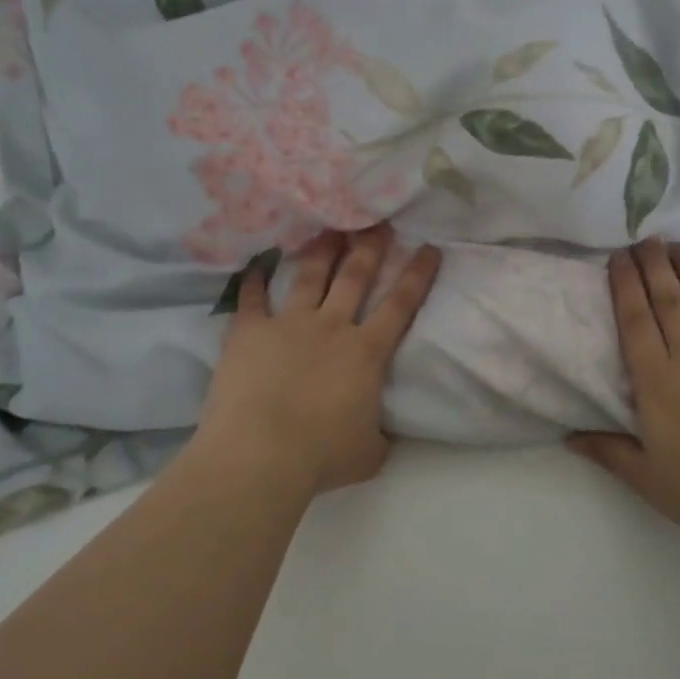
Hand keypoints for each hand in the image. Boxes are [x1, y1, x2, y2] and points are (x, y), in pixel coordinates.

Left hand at [191, 226, 441, 497]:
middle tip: (378, 221)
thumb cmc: (320, 456)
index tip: (429, 248)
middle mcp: (331, 327)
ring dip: (322, 250)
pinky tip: (255, 265)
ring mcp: (288, 324)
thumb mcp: (369, 454)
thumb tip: (383, 433)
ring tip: (329, 227)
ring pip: (310, 276)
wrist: (260, 455)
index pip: (400, 305)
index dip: (417, 275)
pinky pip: (252, 299)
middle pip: (355, 276)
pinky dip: (253, 281)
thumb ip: (380, 436)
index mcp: (366, 353)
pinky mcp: (250, 332)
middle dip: (370, 246)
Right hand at [568, 240, 679, 553]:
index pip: (634, 320)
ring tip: (678, 244)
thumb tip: (567, 437)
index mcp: (656, 382)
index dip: (625, 284)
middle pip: (667, 299)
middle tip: (645, 239)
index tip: (618, 257)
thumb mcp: (648, 479)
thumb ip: (608, 451)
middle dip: (654, 265)